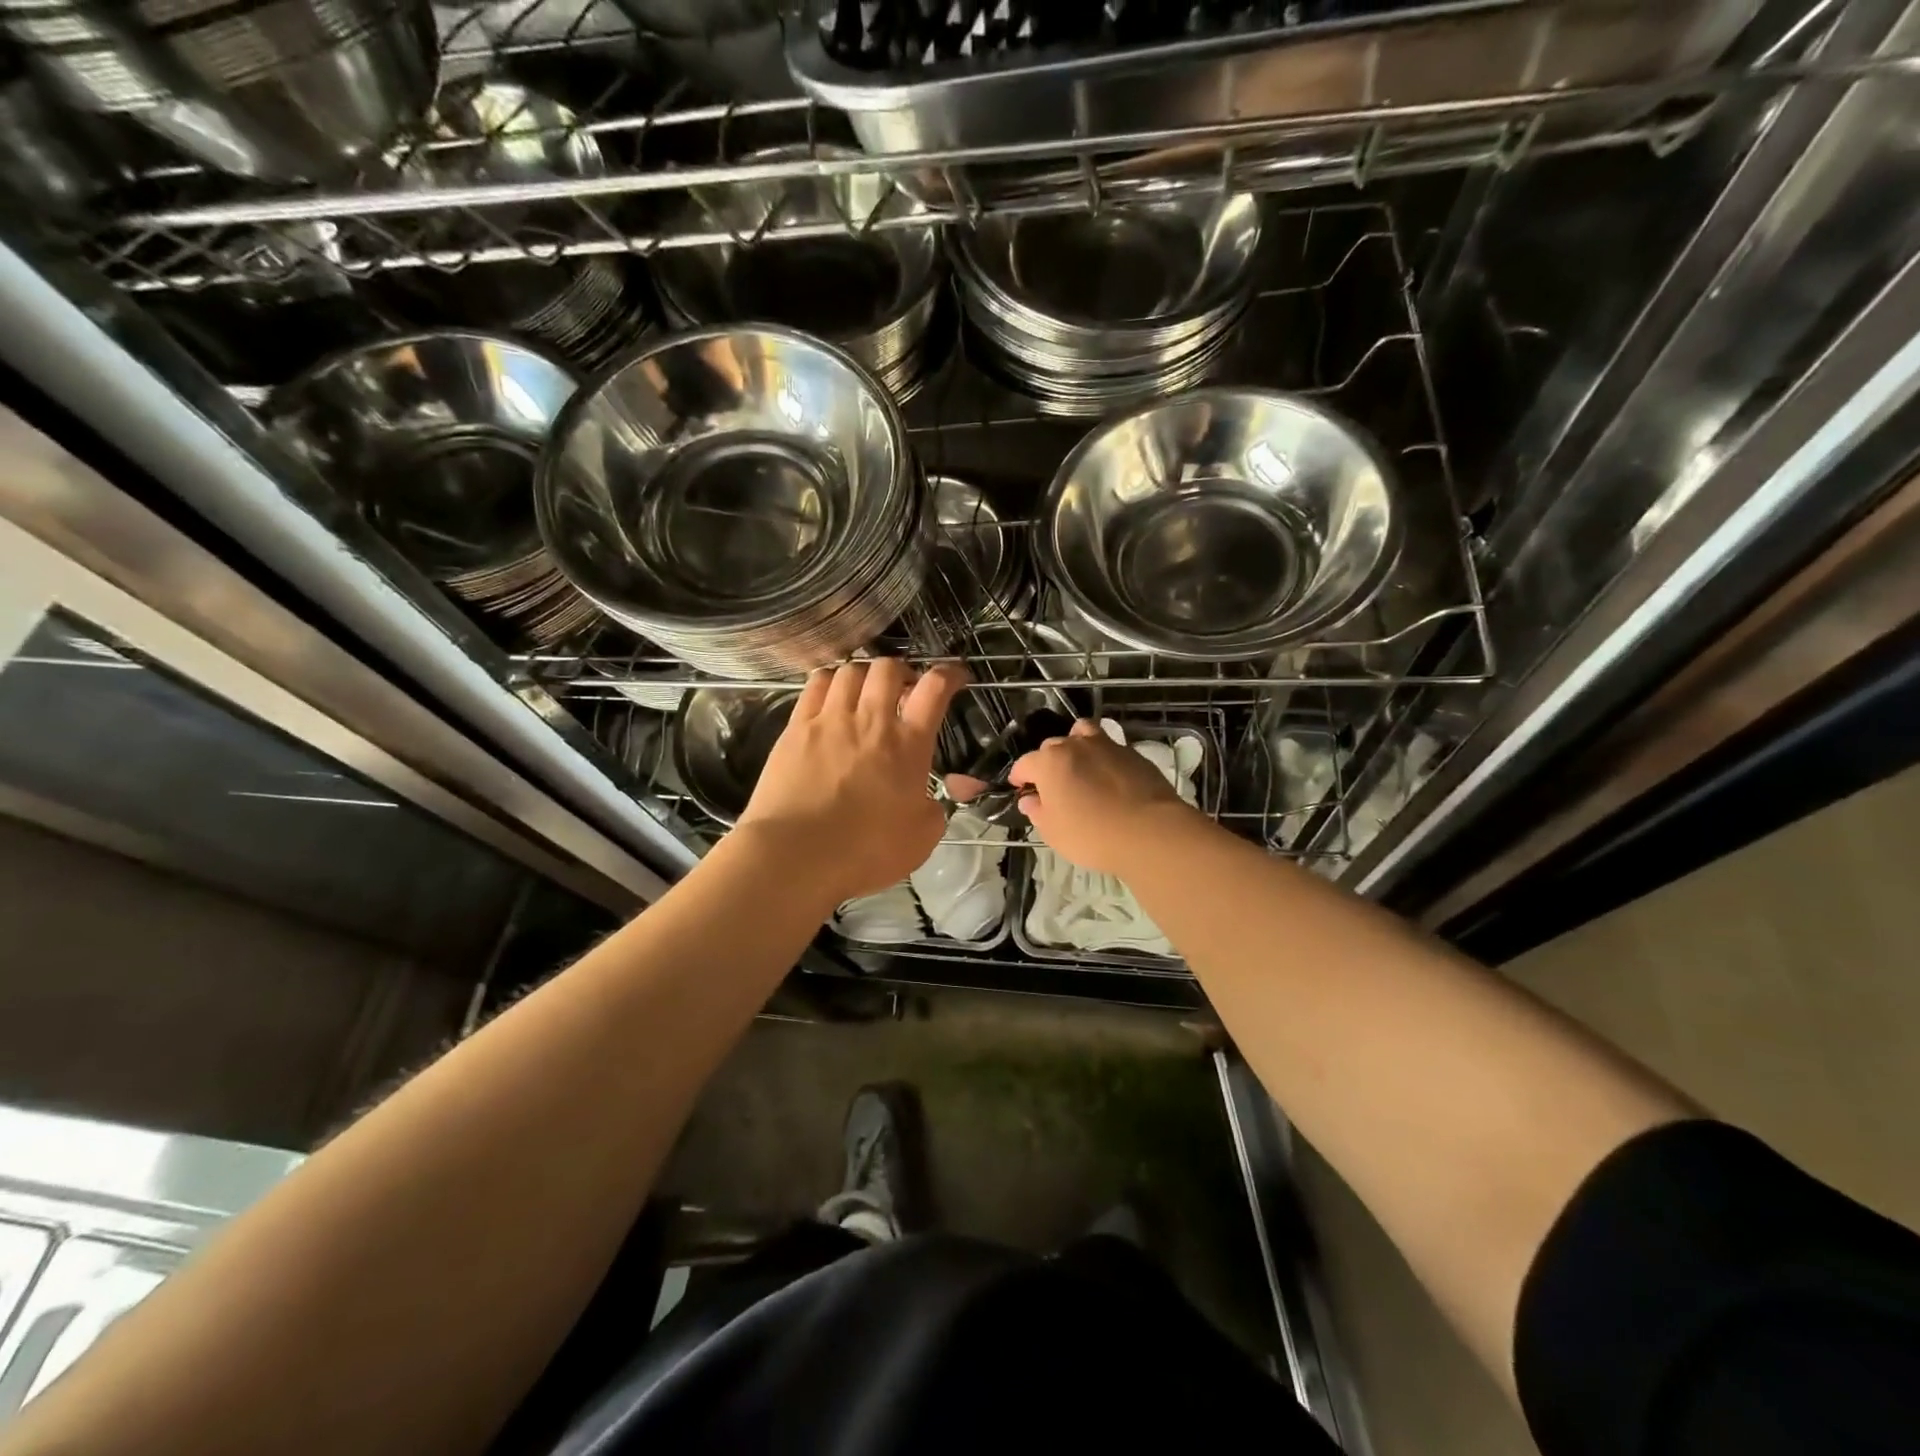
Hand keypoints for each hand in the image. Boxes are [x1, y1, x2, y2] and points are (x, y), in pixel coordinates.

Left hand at [736, 658, 967, 906]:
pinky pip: (815, 685)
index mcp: (908, 745)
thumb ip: (932, 812)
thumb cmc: (866, 851)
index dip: (949, 674)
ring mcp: (830, 720)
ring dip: (864, 674)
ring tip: (864, 691)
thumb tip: (928, 801)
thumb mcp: (921, 839)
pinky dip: (829, 680)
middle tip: (903, 688)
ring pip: (850, 671)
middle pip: (889, 669)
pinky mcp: (796, 728)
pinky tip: (830, 693)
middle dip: (901, 670)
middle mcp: (871, 720)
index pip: (935, 689)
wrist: (796, 855)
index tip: (955, 676)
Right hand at [1008, 720, 1199, 876]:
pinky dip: (1103, 758)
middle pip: (1053, 747)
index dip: (1020, 776)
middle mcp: (1075, 745)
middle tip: (1052, 786)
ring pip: (1083, 734)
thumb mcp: (1054, 832)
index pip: (1025, 763)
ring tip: (1080, 766)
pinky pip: (1110, 748)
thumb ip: (1038, 812)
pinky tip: (1109, 778)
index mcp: (1049, 762)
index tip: (1020, 788)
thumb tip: (1030, 800)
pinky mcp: (1133, 753)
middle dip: (1047, 763)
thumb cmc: (1092, 835)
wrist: (1150, 831)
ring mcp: (1107, 745)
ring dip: (1076, 745)